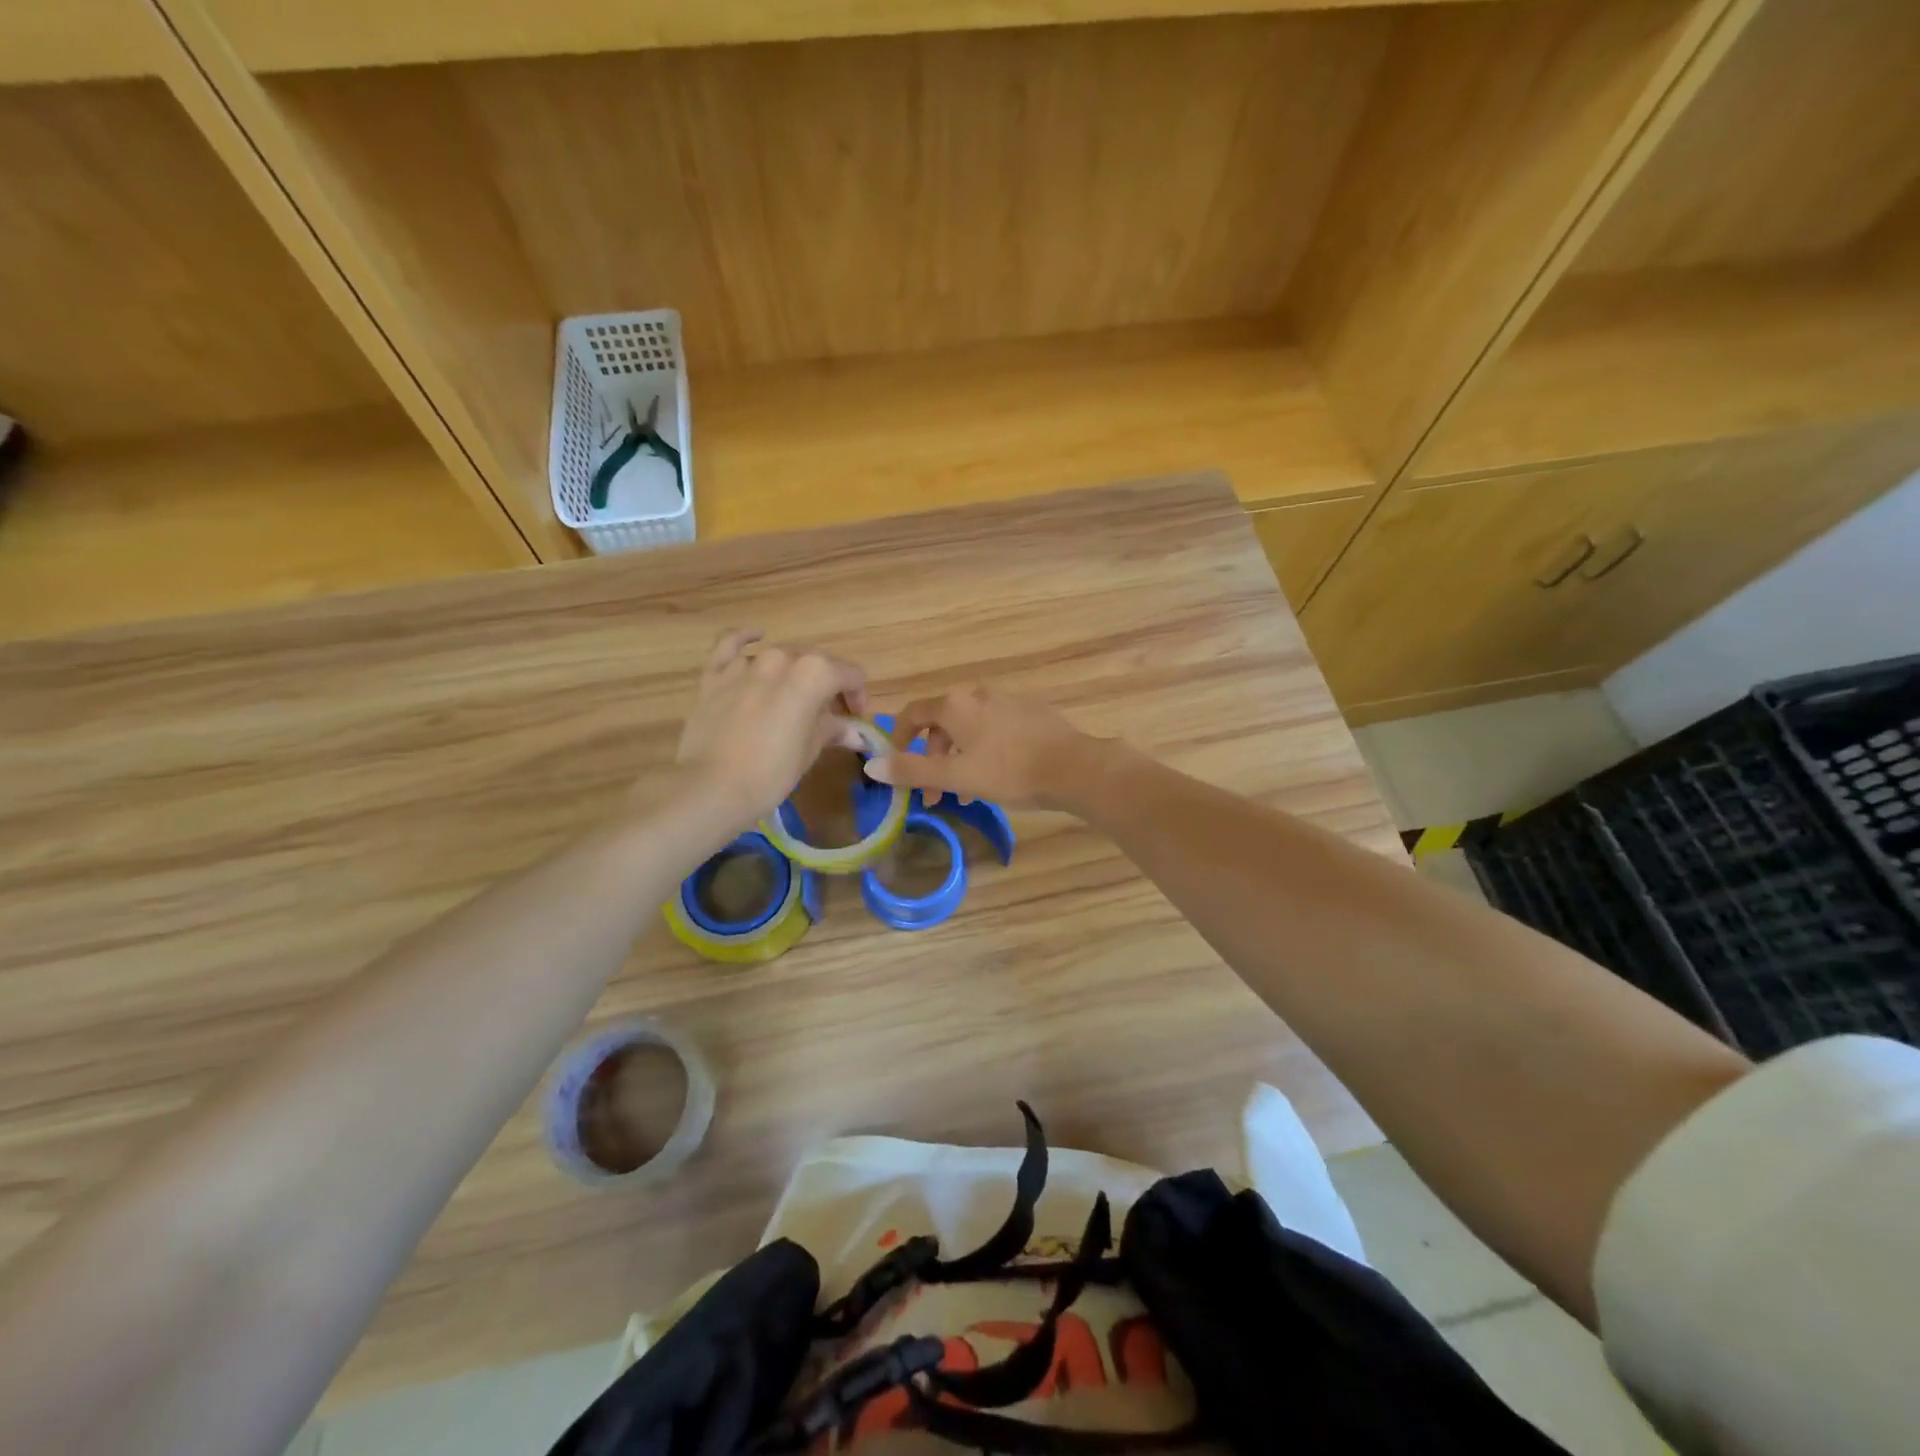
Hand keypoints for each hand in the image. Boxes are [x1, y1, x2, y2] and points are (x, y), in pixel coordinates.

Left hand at [675, 629, 868, 830]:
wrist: (711, 788)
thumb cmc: (772, 773)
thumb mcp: (811, 751)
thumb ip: (833, 730)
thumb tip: (855, 733)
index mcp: (814, 673)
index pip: (849, 675)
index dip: (857, 696)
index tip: (855, 718)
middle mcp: (782, 658)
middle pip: (816, 663)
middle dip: (828, 686)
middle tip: (828, 716)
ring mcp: (745, 664)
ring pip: (779, 656)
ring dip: (792, 673)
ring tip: (793, 699)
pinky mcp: (715, 674)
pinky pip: (730, 643)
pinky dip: (745, 637)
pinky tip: (756, 637)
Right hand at [865, 685, 1093, 809]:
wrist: (1075, 768)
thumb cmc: (1009, 772)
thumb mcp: (955, 775)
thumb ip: (911, 770)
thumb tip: (871, 766)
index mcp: (956, 704)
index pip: (913, 713)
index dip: (898, 738)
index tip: (897, 766)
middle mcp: (979, 694)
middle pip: (943, 724)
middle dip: (933, 759)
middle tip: (934, 793)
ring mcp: (1009, 701)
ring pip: (971, 730)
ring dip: (960, 759)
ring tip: (967, 794)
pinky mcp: (1033, 713)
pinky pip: (996, 730)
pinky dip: (985, 752)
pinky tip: (997, 778)